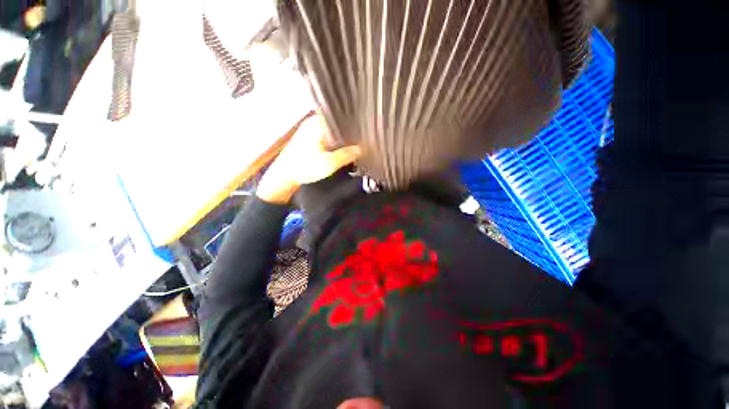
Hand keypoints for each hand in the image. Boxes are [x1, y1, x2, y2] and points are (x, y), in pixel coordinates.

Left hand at [256, 115, 360, 203]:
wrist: (284, 175)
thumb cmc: (304, 167)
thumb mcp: (329, 163)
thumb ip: (346, 155)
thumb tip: (361, 149)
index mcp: (318, 123)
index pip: (341, 118)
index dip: (353, 126)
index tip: (363, 134)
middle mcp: (314, 121)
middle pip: (337, 124)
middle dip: (348, 134)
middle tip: (361, 142)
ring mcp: (310, 129)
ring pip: (332, 131)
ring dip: (341, 139)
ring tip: (354, 145)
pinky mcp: (309, 137)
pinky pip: (326, 136)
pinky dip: (334, 142)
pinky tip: (341, 149)